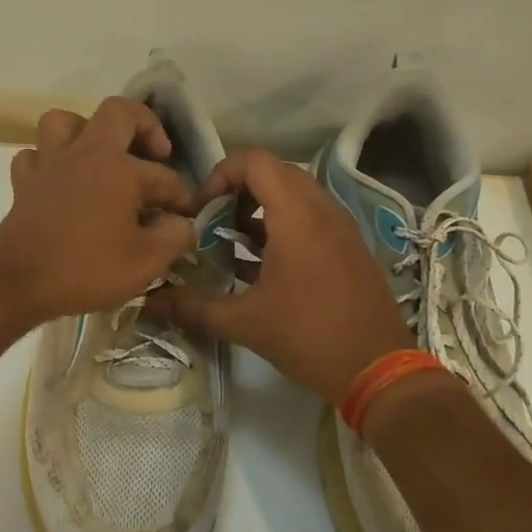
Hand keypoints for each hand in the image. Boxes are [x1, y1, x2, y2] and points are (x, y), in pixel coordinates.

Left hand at [0, 98, 197, 324]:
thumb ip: (174, 237)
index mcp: (119, 169)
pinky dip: (50, 161)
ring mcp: (50, 163)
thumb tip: (184, 223)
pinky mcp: (24, 181)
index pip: (164, 177)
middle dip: (145, 125)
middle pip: (118, 112)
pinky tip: (62, 180)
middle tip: (156, 154)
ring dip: (87, 132)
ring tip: (102, 157)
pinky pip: (36, 155)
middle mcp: (85, 153)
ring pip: (65, 121)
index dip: (182, 197)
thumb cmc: (85, 270)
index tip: (187, 218)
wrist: (18, 282)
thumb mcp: (146, 263)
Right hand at [151, 149, 412, 400]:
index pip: (255, 161)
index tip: (202, 209)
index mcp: (297, 215)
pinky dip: (285, 223)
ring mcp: (342, 226)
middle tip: (216, 221)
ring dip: (262, 207)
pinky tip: (266, 265)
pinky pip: (313, 215)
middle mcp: (322, 209)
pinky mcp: (351, 246)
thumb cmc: (309, 336)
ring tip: (236, 242)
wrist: (380, 370)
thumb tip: (151, 302)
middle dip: (239, 189)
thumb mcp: (244, 323)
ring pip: (296, 193)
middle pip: (275, 172)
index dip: (221, 174)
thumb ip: (194, 307)